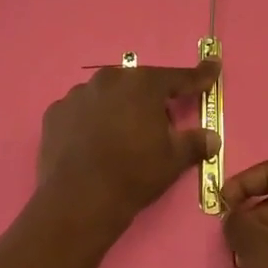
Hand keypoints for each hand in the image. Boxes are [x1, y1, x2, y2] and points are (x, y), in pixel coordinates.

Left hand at [38, 59, 220, 230]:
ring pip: (107, 96)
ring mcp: (77, 94)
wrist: (79, 199)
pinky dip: (90, 121)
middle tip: (160, 126)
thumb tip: (212, 137)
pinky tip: (93, 144)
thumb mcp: (173, 160)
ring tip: (121, 139)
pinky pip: (81, 112)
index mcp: (142, 84)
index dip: (198, 75)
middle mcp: (108, 79)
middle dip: (151, 100)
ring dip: (118, 109)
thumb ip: (195, 142)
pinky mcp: (55, 113)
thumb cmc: (134, 174)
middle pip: (138, 85)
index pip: (178, 77)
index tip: (212, 68)